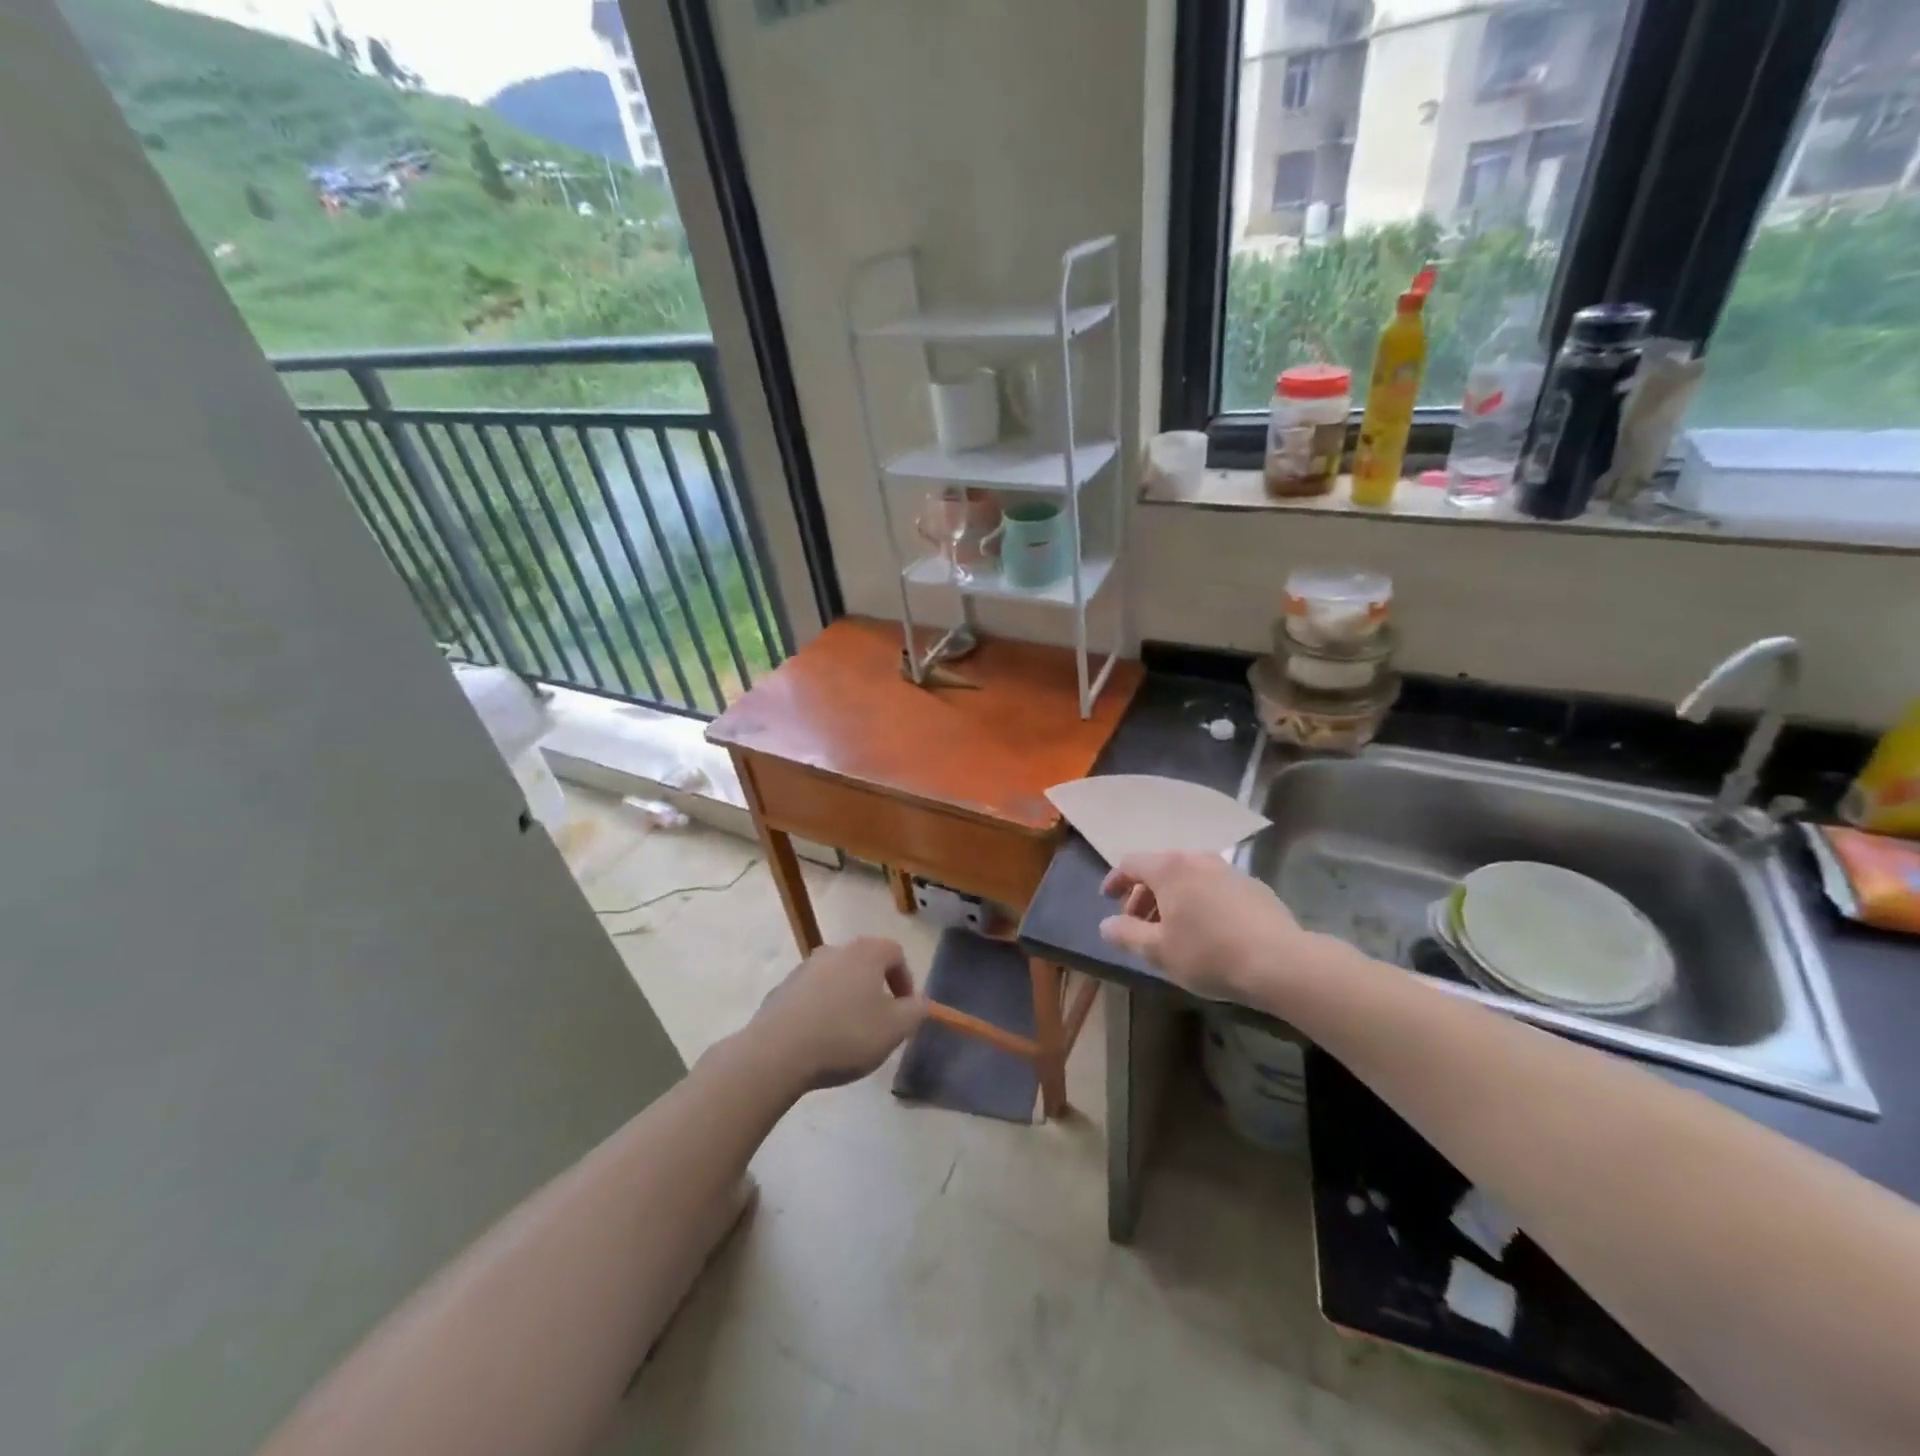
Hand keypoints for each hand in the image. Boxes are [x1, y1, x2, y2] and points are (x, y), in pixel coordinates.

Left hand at [745, 938, 927, 1091]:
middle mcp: (834, 951)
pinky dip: (821, 1009)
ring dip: (847, 998)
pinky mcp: (781, 990)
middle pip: (864, 962)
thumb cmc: (846, 1035)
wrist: (777, 1052)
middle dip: (876, 988)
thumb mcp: (895, 1029)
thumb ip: (916, 1012)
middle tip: (880, 1020)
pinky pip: (811, 994)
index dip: (906, 978)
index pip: (895, 952)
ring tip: (848, 1032)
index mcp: (865, 953)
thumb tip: (920, 1002)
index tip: (906, 1008)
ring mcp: (804, 968)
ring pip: (836, 978)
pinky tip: (819, 1038)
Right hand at [1099, 851, 1310, 1001]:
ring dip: (1172, 899)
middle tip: (1138, 924)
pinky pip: (1213, 887)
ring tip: (1171, 930)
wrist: (1280, 962)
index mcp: (1170, 868)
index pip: (1131, 864)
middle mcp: (1198, 859)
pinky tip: (1206, 931)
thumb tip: (1106, 925)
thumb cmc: (1209, 953)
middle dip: (1143, 895)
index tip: (1107, 900)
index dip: (1115, 880)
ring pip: (1188, 878)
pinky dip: (1199, 901)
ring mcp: (1229, 870)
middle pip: (1160, 869)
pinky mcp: (1253, 887)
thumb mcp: (1158, 951)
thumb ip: (1126, 934)